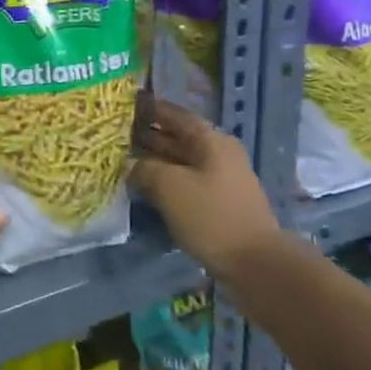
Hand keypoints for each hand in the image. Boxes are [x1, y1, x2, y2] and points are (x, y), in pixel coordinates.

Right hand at [131, 97, 284, 275]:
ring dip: (154, 160)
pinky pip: (186, 183)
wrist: (255, 263)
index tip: (125, 106)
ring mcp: (220, 181)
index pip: (175, 115)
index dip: (150, 109)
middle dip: (148, 135)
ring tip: (122, 161)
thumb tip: (131, 166)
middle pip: (178, 137)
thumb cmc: (211, 215)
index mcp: (211, 141)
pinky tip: (144, 188)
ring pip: (180, 162)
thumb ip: (144, 169)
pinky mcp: (218, 204)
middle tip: (115, 135)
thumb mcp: (169, 186)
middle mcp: (218, 154)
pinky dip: (165, 181)